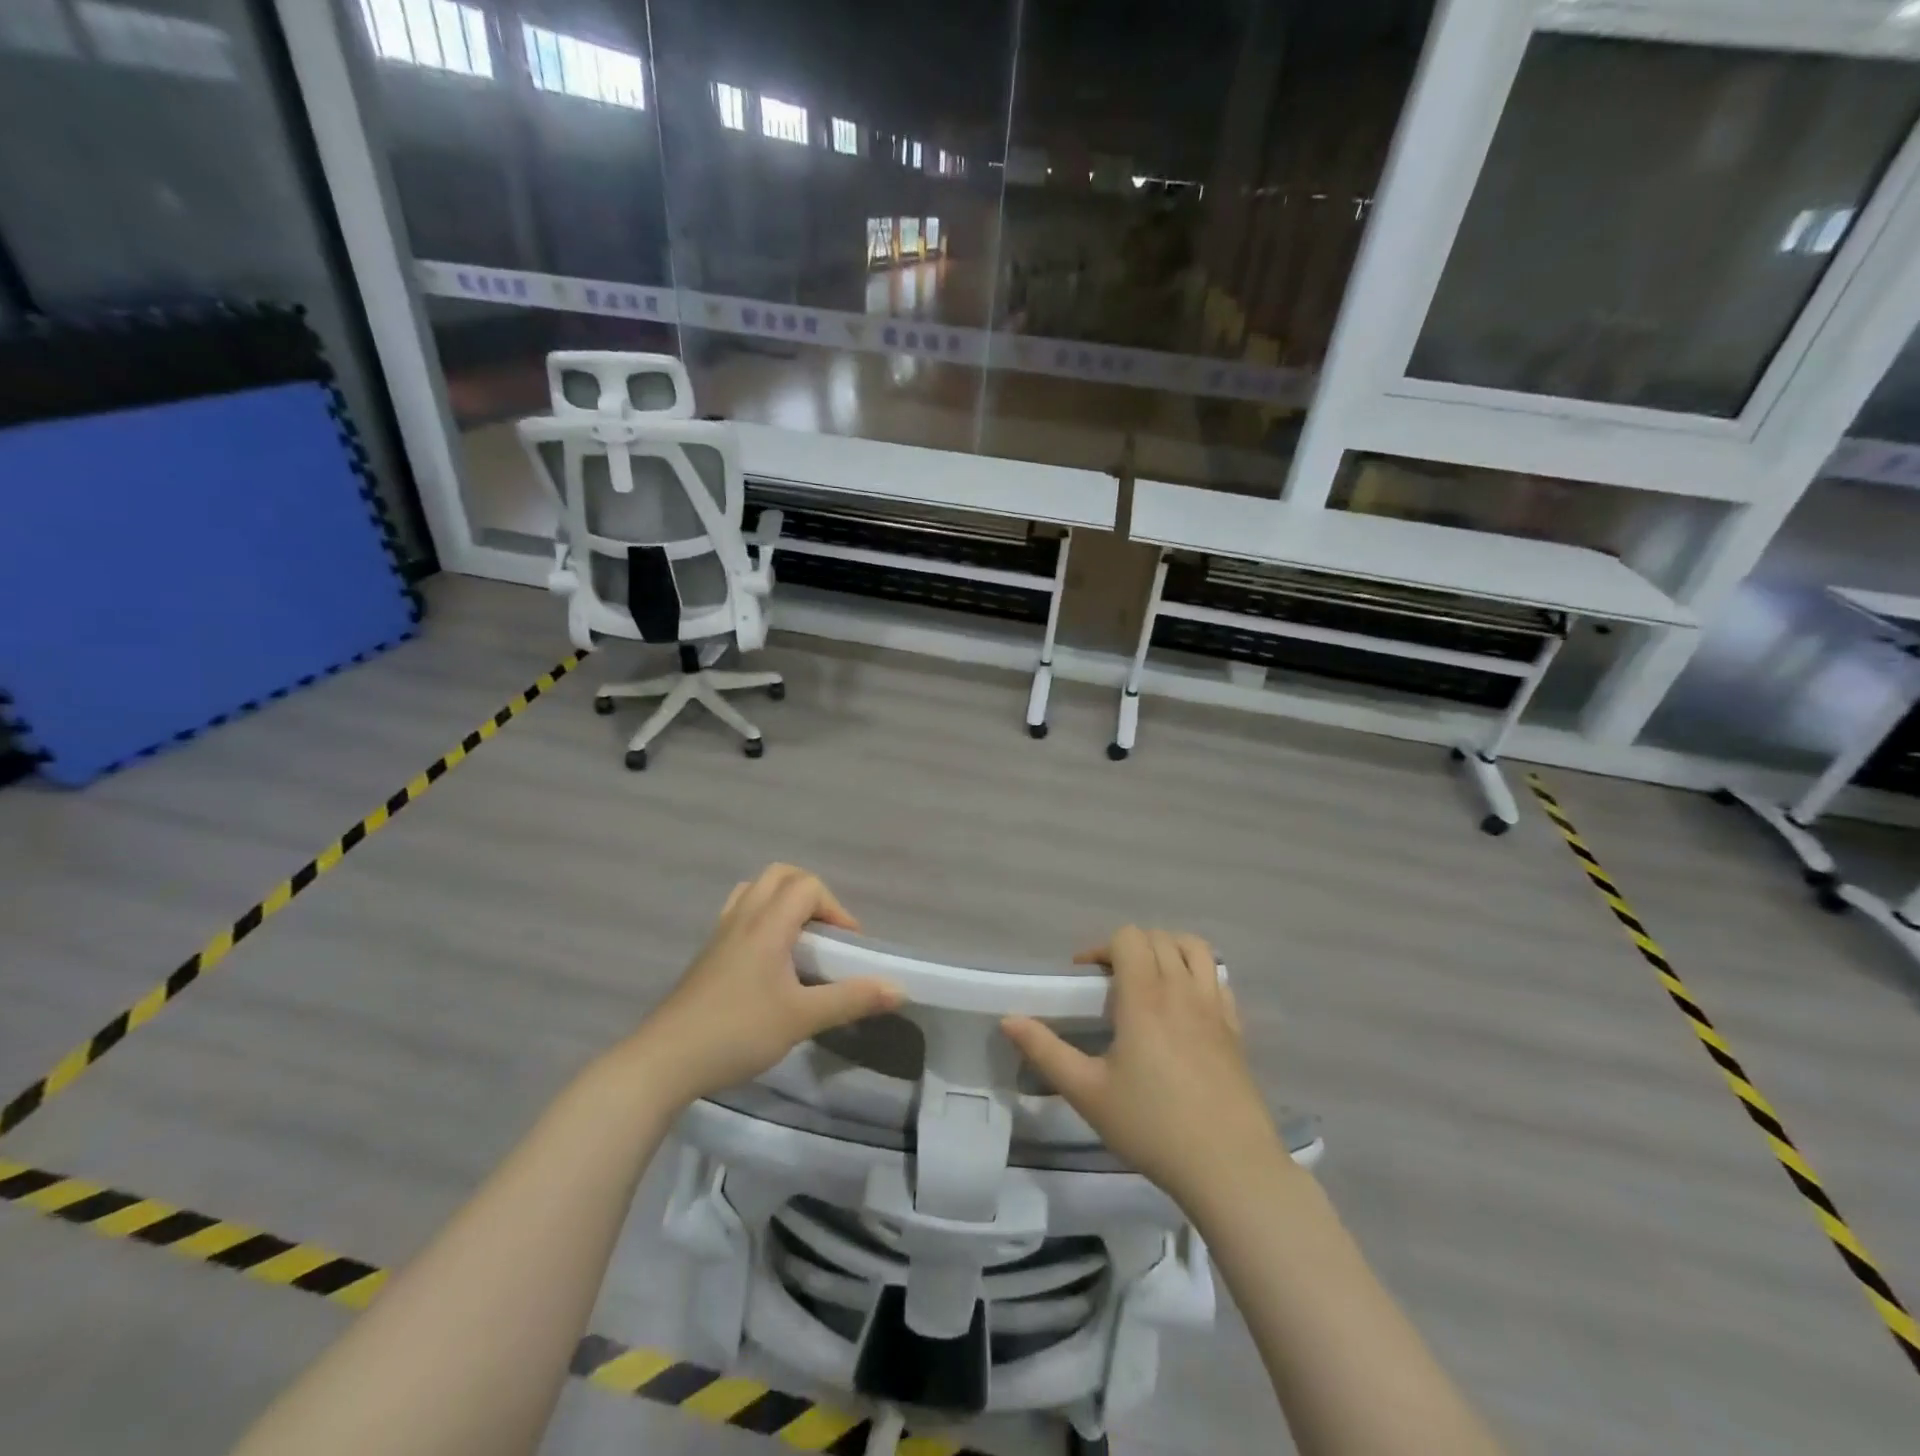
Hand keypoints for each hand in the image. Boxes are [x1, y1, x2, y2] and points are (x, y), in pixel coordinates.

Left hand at [626, 865, 901, 1106]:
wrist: (665, 1061)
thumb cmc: (737, 1032)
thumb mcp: (802, 1018)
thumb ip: (851, 999)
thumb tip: (899, 989)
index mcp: (767, 924)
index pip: (807, 886)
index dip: (836, 908)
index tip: (847, 946)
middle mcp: (743, 917)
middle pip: (780, 875)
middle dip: (811, 894)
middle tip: (826, 933)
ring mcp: (720, 934)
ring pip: (755, 891)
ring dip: (783, 901)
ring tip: (799, 940)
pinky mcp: (707, 954)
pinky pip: (738, 913)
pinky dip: (761, 918)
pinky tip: (768, 960)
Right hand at [1002, 927, 1284, 1212]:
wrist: (1229, 1167)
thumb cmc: (1152, 1126)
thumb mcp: (1087, 1092)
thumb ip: (1045, 1051)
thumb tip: (1008, 1019)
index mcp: (1145, 997)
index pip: (1128, 938)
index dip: (1102, 947)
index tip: (1085, 976)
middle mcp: (1182, 990)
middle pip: (1158, 938)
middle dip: (1129, 947)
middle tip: (1111, 982)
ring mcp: (1215, 1007)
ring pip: (1194, 949)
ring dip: (1168, 950)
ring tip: (1150, 979)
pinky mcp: (1236, 1029)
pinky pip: (1218, 979)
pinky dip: (1199, 974)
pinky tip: (1185, 1003)